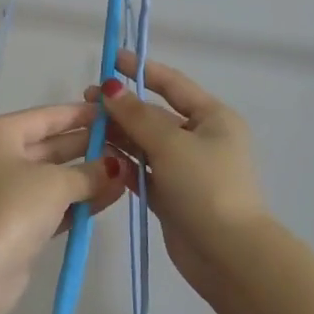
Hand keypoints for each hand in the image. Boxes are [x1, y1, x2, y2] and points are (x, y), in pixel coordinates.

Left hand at [0, 103, 127, 301]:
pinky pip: (53, 203)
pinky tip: (111, 197)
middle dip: (90, 147)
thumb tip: (116, 167)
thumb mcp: (55, 183)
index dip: (83, 115)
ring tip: (129, 174)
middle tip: (129, 146)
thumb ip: (90, 172)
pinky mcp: (15, 222)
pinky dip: (78, 201)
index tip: (117, 114)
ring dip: (88, 176)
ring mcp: (6, 191)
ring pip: (54, 176)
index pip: (48, 116)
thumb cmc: (12, 209)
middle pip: (52, 145)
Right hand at [90, 54, 267, 292]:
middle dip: (123, 106)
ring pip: (146, 143)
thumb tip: (112, 88)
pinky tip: (98, 155)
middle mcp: (201, 138)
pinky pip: (143, 170)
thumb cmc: (206, 186)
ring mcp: (186, 168)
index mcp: (213, 118)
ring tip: (85, 127)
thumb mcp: (171, 144)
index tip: (111, 60)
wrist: (228, 253)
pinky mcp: (172, 195)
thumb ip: (137, 115)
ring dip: (119, 134)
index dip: (141, 70)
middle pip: (155, 115)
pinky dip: (124, 162)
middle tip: (87, 100)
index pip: (172, 84)